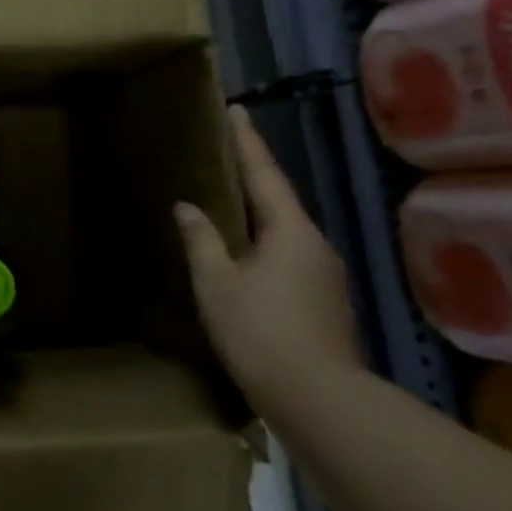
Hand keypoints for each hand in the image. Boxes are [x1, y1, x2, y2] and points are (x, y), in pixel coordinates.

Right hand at [173, 105, 361, 401]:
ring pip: (284, 228)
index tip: (236, 110)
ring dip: (257, 209)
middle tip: (224, 151)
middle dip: (252, 173)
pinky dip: (263, 238)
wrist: (319, 400)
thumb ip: (201, 239)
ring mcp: (323, 273)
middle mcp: (314, 244)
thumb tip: (188, 206)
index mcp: (290, 231)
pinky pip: (288, 252)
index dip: (247, 141)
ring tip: (227, 196)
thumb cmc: (260, 331)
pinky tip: (244, 249)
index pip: (264, 174)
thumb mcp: (216, 282)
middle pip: (278, 198)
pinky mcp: (322, 299)